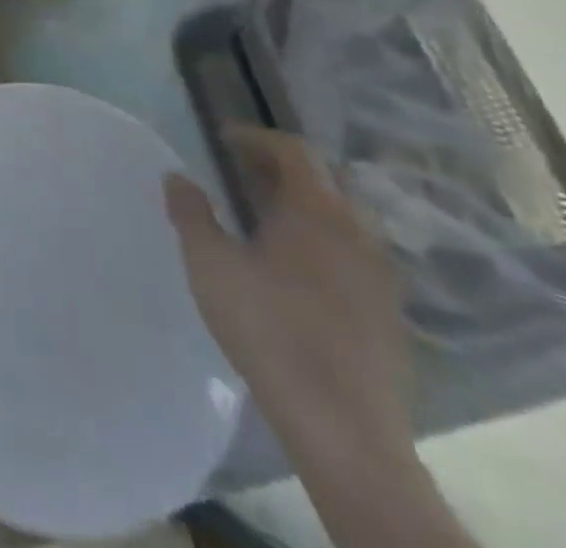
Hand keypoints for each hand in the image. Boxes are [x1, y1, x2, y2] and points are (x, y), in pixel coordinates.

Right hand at [165, 127, 412, 464]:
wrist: (343, 427)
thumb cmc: (269, 329)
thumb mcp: (210, 264)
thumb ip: (191, 213)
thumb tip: (177, 176)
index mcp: (316, 210)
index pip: (293, 150)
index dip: (256, 137)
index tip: (222, 138)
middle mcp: (357, 231)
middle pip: (322, 179)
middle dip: (279, 168)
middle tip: (239, 173)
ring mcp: (379, 274)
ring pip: (341, 218)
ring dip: (303, 206)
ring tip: (262, 219)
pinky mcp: (388, 313)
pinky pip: (353, 254)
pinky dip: (322, 241)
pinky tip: (294, 270)